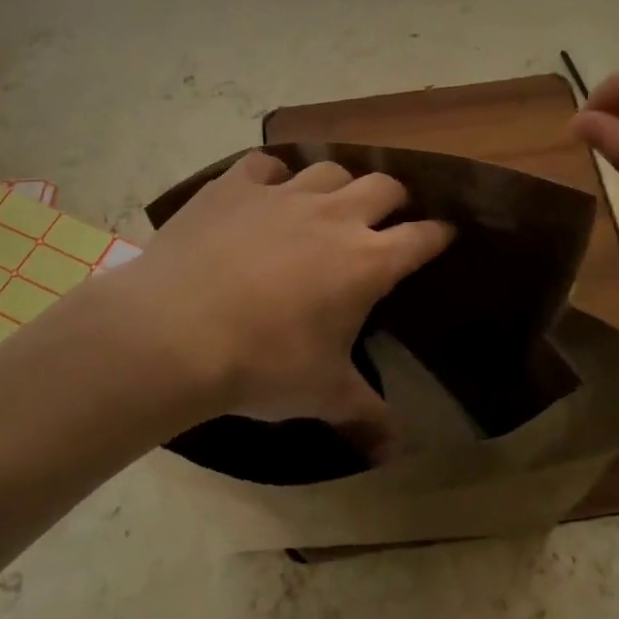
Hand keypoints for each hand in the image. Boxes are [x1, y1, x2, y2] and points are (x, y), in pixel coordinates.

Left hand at [98, 153, 452, 448]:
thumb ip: (365, 416)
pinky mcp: (237, 185)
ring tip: (328, 203)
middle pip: (384, 186)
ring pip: (329, 169)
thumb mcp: (321, 395)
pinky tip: (266, 190)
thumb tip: (395, 453)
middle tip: (386, 218)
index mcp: (367, 261)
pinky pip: (265, 164)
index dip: (438, 235)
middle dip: (394, 199)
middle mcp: (335, 216)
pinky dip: (272, 175)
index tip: (444, 236)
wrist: (174, 332)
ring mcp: (284, 194)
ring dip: (338, 185)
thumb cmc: (261, 364)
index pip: (422, 237)